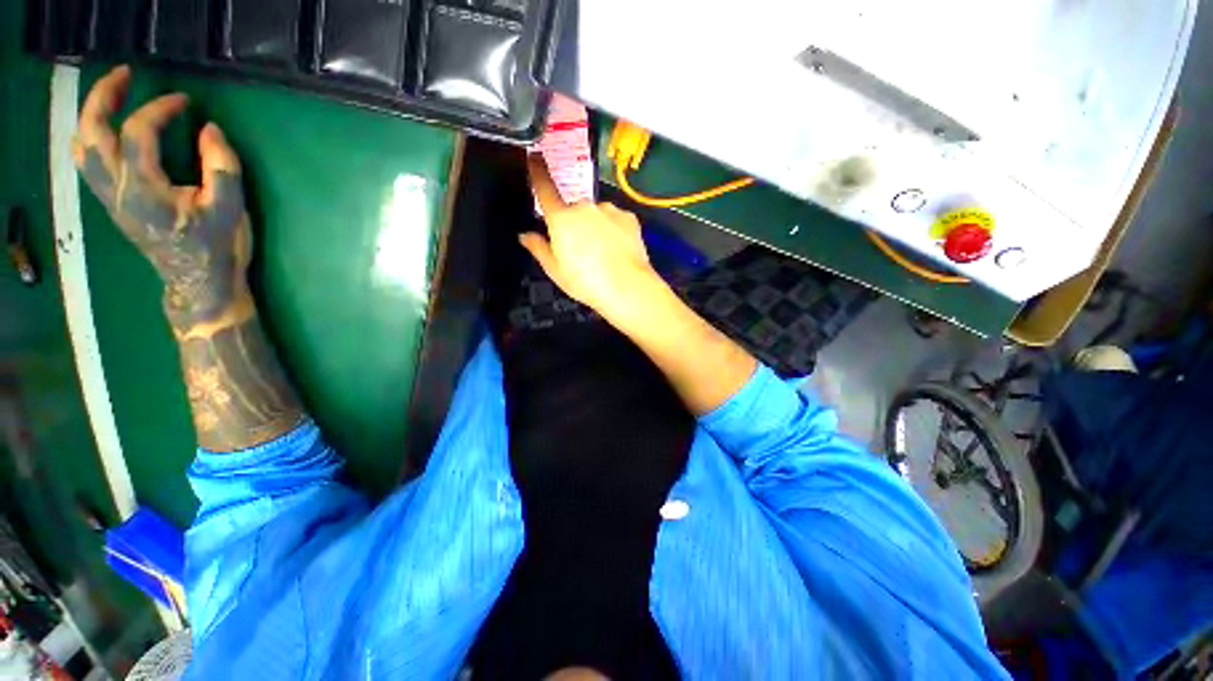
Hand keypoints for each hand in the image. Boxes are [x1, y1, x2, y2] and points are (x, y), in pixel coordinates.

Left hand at [73, 65, 251, 332]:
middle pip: (92, 132)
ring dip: (91, 115)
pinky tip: (102, 131)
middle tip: (124, 75)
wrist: (201, 284)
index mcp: (144, 189)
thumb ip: (221, 165)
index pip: (138, 132)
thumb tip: (209, 128)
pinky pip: (87, 164)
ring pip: (82, 147)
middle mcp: (117, 190)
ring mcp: (110, 198)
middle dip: (103, 96)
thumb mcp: (231, 208)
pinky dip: (90, 139)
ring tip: (110, 95)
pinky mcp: (113, 204)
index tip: (185, 101)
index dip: (160, 108)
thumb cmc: (218, 247)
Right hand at [523, 155, 663, 320]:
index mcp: (562, 218)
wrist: (628, 287)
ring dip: (595, 226)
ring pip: (596, 214)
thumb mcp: (555, 270)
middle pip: (574, 209)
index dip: (537, 172)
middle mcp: (585, 206)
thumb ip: (538, 248)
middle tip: (581, 250)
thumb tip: (525, 234)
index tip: (535, 156)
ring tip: (603, 253)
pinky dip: (614, 230)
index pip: (545, 188)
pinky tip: (618, 249)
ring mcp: (609, 210)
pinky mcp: (629, 217)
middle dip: (574, 223)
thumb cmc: (586, 282)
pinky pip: (615, 219)